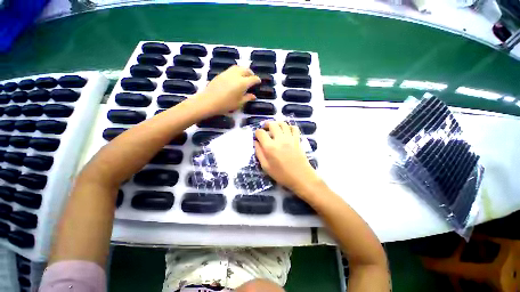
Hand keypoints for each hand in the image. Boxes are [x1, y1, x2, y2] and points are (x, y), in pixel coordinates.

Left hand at [196, 66, 260, 115]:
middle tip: (252, 78)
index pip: (253, 79)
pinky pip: (231, 69)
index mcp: (242, 83)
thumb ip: (247, 98)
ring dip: (243, 70)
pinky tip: (235, 78)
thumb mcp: (239, 103)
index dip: (257, 80)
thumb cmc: (226, 104)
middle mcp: (236, 75)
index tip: (259, 82)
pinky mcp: (221, 74)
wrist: (209, 101)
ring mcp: (228, 73)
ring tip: (244, 76)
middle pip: (246, 70)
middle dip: (251, 73)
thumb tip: (253, 96)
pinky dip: (236, 71)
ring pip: (238, 67)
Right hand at [255, 122, 319, 194]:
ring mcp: (290, 138)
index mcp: (270, 147)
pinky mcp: (297, 139)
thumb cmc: (282, 175)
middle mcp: (280, 139)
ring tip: (275, 129)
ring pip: (283, 124)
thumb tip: (256, 142)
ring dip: (277, 124)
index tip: (257, 137)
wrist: (301, 177)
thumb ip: (259, 153)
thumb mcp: (266, 167)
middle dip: (266, 125)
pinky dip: (289, 127)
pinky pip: (294, 128)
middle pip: (272, 124)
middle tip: (265, 129)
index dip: (257, 133)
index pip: (260, 132)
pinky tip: (286, 132)